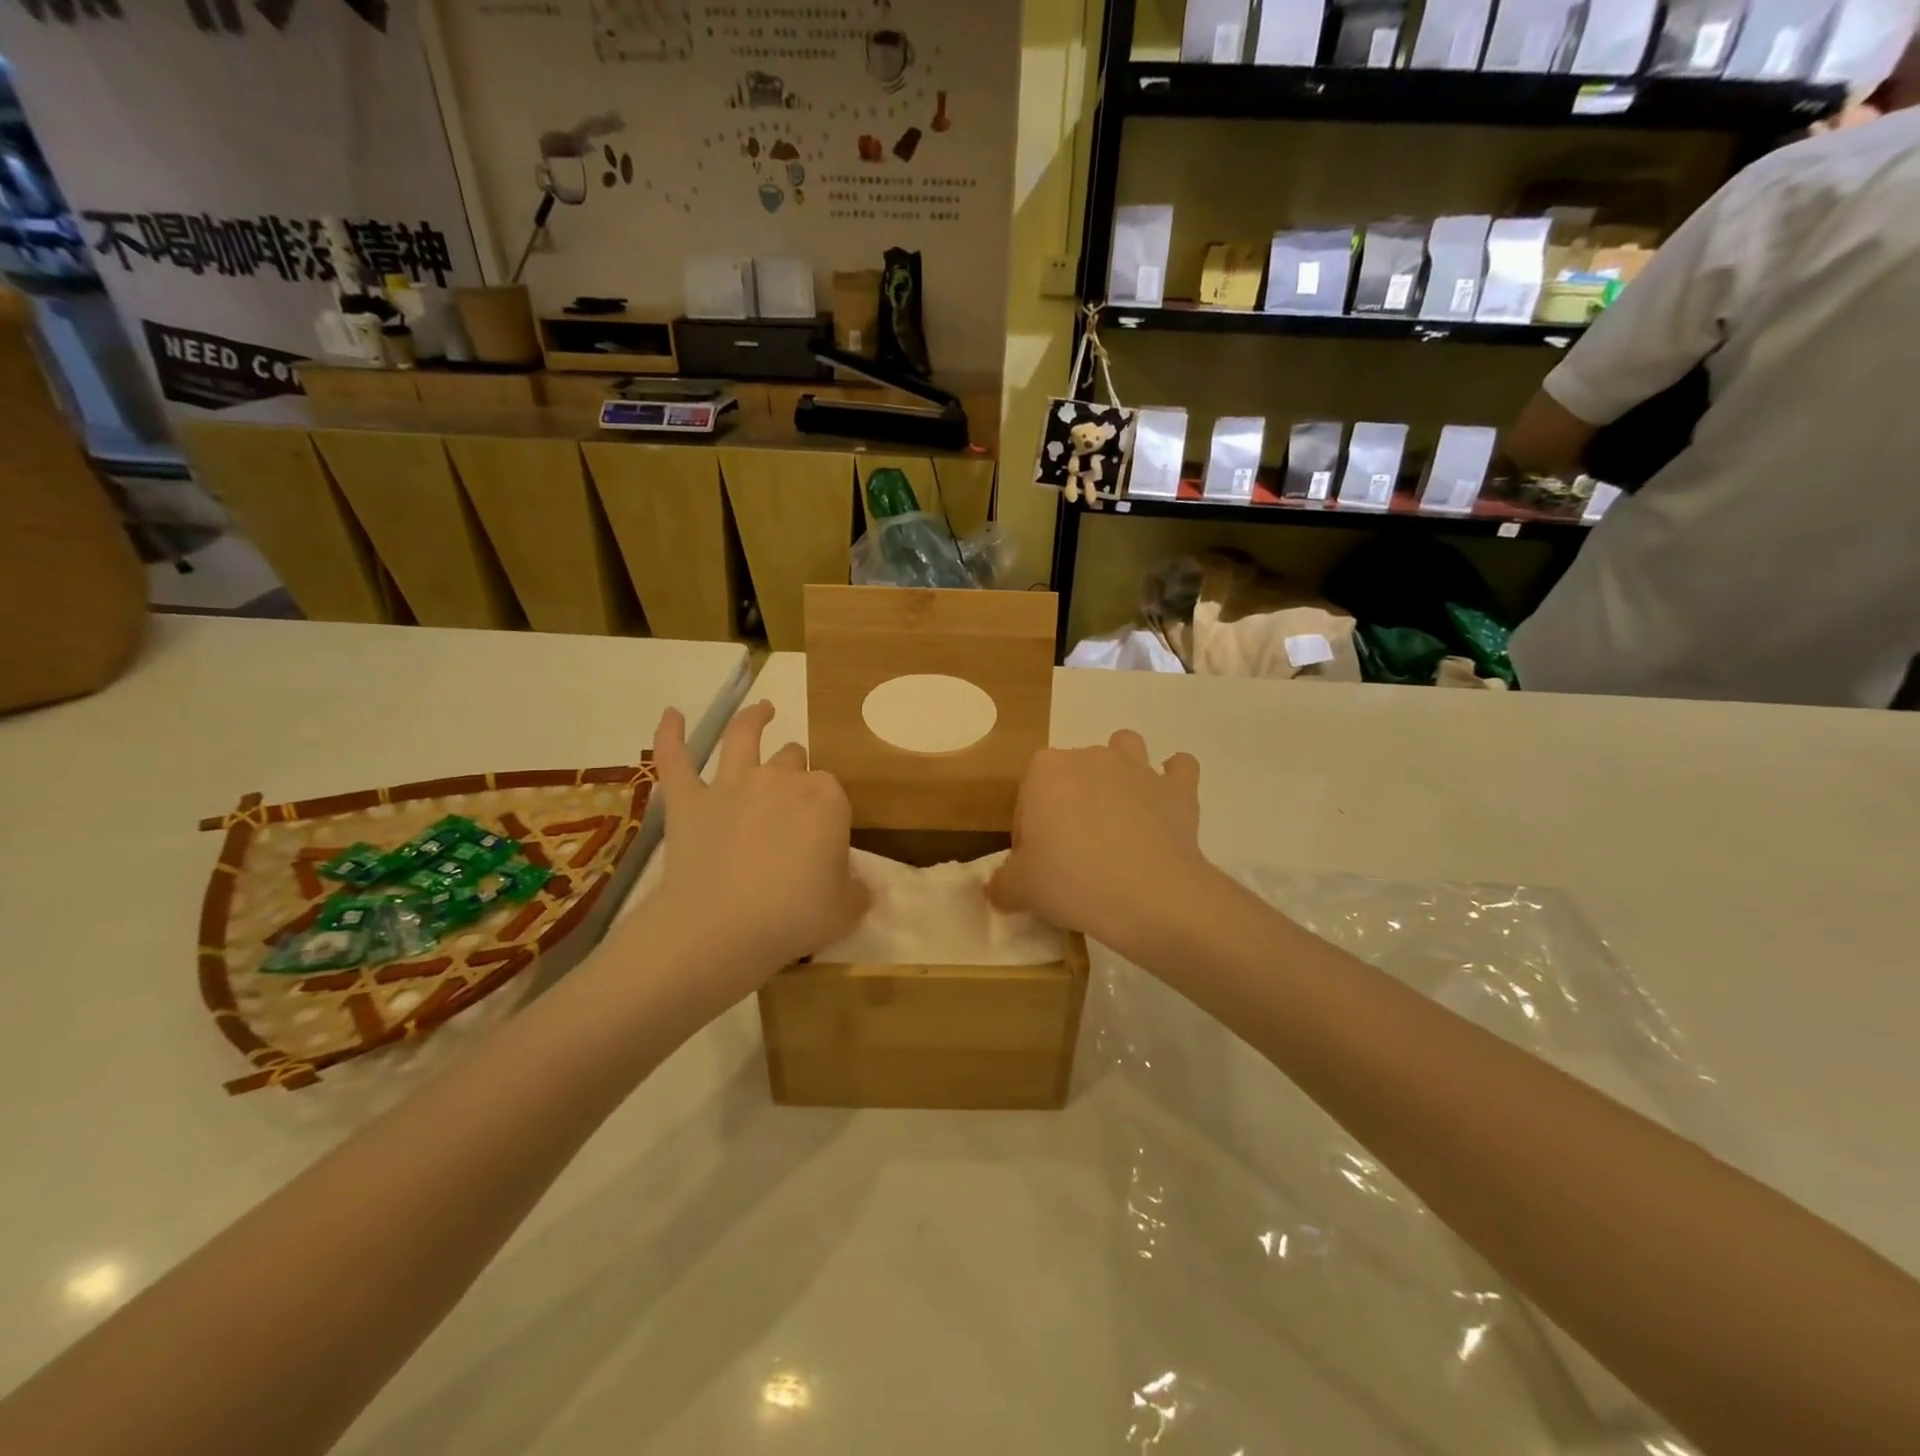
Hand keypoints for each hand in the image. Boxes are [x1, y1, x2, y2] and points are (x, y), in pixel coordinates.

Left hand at [642, 701, 868, 996]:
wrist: (721, 929)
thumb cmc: (794, 918)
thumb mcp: (845, 910)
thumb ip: (858, 890)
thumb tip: (861, 886)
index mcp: (826, 799)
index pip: (832, 791)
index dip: (829, 811)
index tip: (824, 838)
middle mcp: (781, 779)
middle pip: (793, 759)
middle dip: (796, 770)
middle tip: (792, 801)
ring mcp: (732, 784)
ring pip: (744, 737)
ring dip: (754, 719)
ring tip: (763, 709)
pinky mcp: (689, 800)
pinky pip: (676, 758)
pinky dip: (670, 733)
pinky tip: (671, 714)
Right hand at [988, 730, 1213, 954]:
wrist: (1148, 896)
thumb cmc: (1070, 882)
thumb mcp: (1021, 889)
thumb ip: (1002, 884)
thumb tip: (996, 889)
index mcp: (1045, 770)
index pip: (1028, 796)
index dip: (1030, 830)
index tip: (1039, 863)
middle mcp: (1090, 757)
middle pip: (1072, 773)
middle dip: (1070, 802)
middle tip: (1074, 853)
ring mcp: (1138, 768)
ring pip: (1125, 748)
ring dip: (1121, 770)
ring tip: (1118, 812)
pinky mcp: (1178, 789)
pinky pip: (1179, 769)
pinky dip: (1173, 781)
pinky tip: (1166, 806)